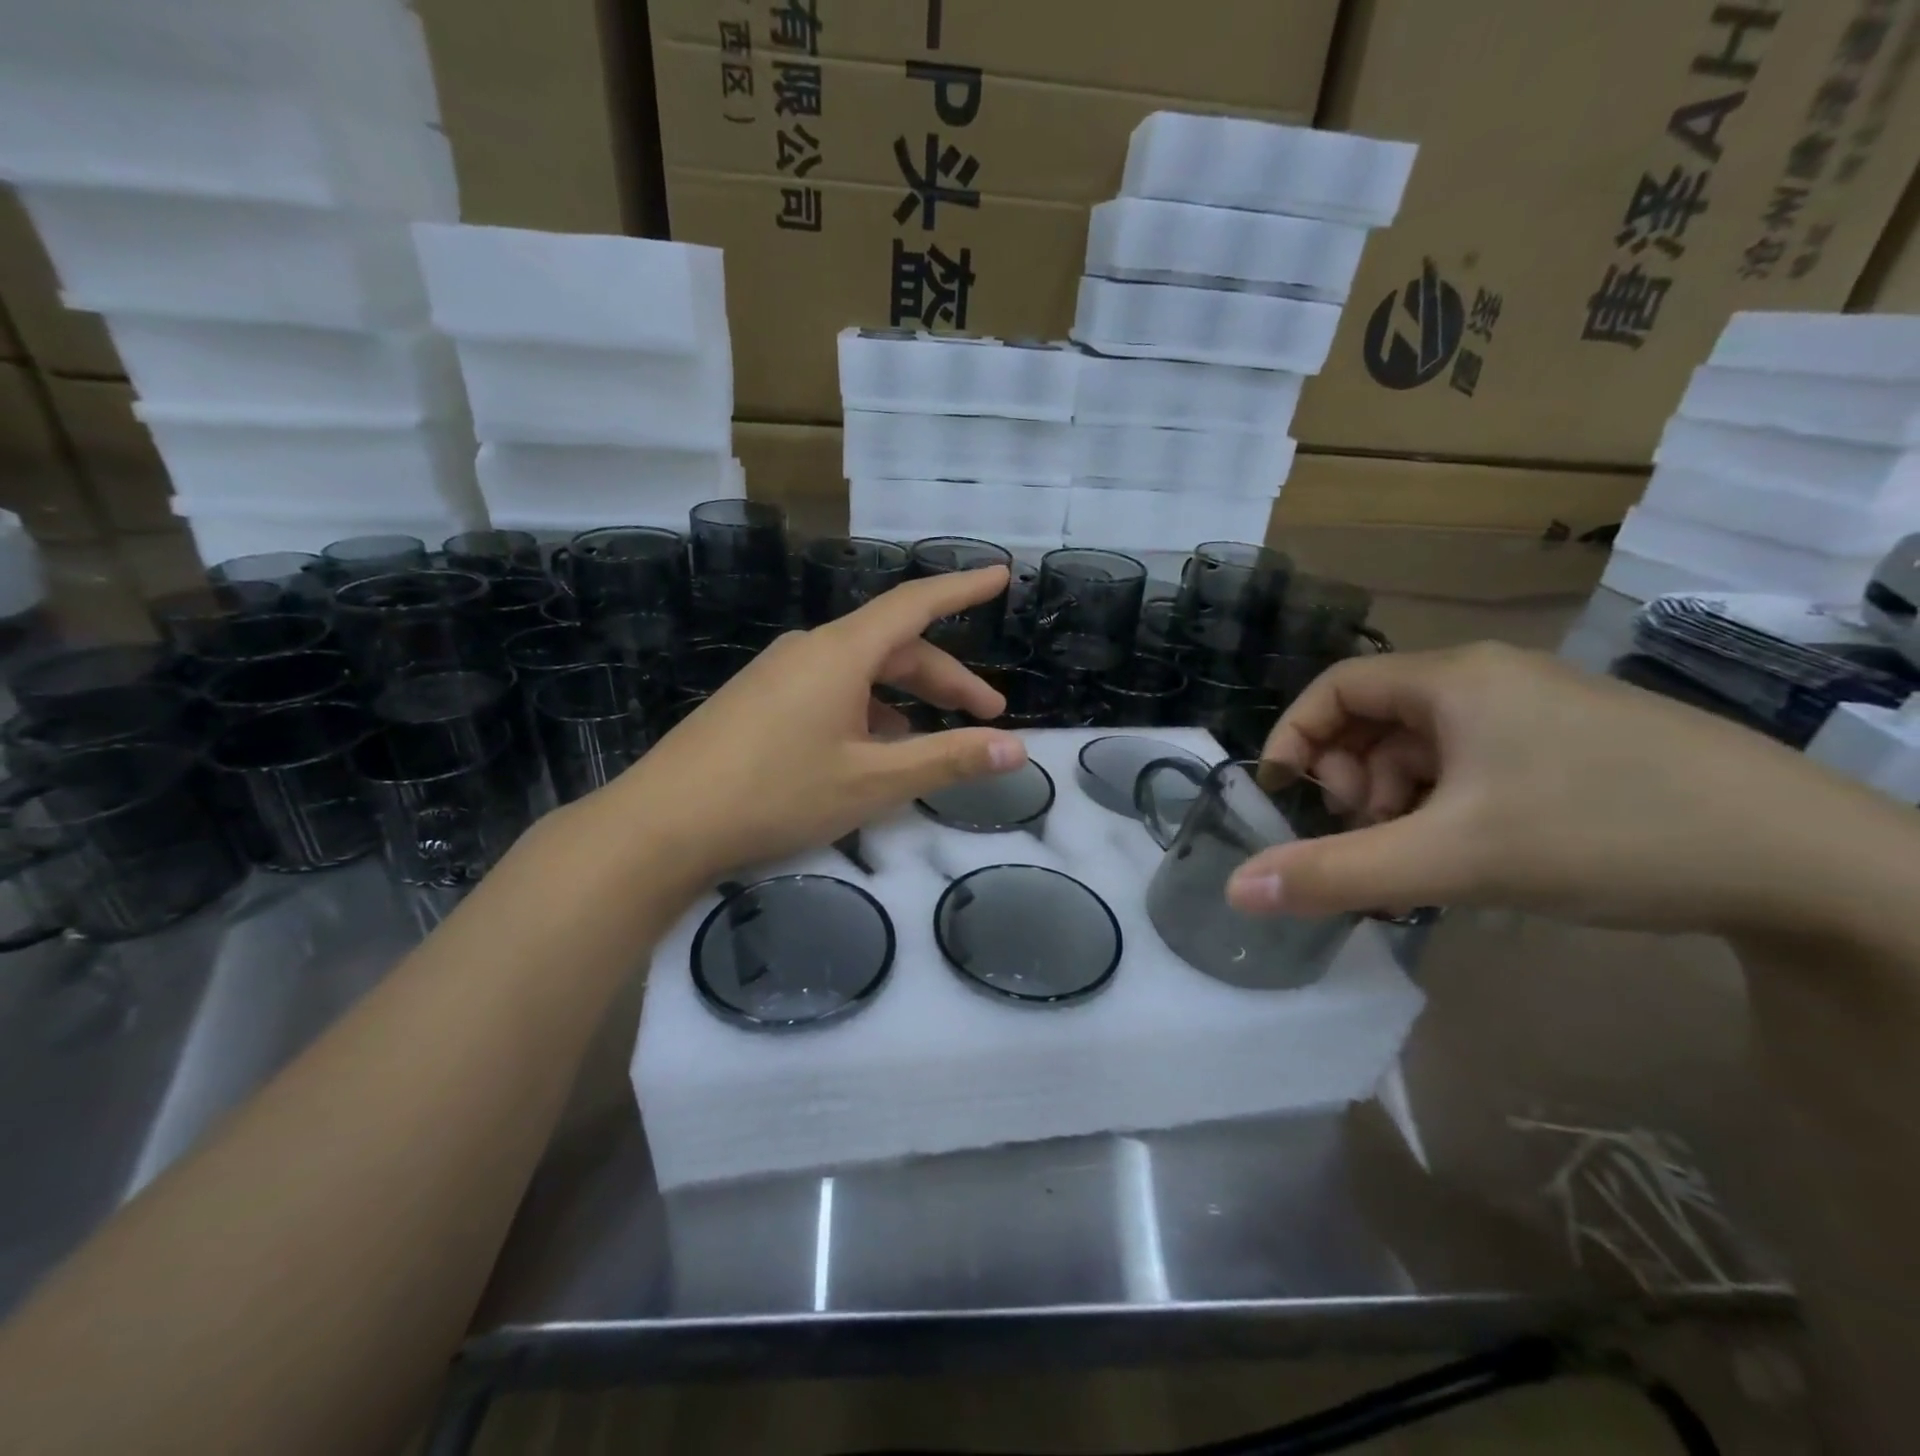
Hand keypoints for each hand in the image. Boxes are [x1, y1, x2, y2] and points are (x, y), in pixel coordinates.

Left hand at [603, 567, 1026, 882]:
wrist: (663, 823)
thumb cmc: (777, 794)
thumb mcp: (873, 781)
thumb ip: (948, 760)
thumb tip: (1016, 749)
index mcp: (841, 653)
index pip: (915, 604)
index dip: (962, 588)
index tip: (1000, 576)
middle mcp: (810, 650)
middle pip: (893, 646)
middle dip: (945, 678)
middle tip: (987, 715)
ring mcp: (778, 674)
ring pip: (860, 671)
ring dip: (904, 698)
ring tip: (931, 741)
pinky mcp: (758, 700)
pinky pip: (829, 690)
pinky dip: (865, 710)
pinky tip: (870, 749)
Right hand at [1224, 641, 1862, 936]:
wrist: (1812, 863)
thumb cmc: (1607, 832)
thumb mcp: (1453, 859)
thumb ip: (1337, 873)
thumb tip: (1237, 890)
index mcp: (1453, 679)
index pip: (1334, 688)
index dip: (1295, 737)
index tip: (1287, 798)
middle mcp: (1489, 679)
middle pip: (1377, 717)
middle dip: (1352, 778)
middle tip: (1368, 836)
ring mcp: (1536, 711)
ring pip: (1425, 746)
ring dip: (1399, 798)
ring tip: (1422, 855)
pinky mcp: (1572, 746)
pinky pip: (1473, 763)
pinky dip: (1447, 804)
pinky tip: (1472, 851)